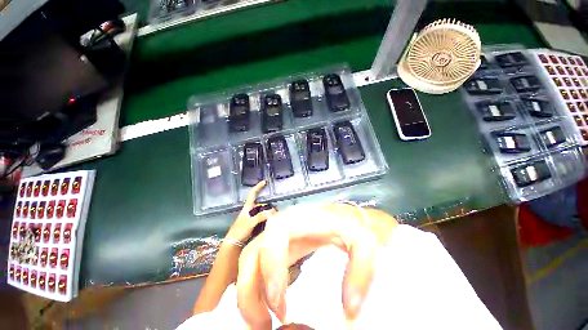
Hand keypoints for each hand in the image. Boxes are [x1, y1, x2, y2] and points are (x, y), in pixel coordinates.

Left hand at [225, 180, 275, 242]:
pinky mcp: (255, 222)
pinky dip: (268, 218)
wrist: (234, 242)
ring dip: (269, 212)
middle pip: (261, 204)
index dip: (258, 187)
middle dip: (269, 205)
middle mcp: (251, 210)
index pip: (253, 193)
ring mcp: (253, 216)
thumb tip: (272, 211)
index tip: (264, 182)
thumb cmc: (240, 230)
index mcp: (248, 207)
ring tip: (276, 215)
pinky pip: (263, 217)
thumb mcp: (250, 222)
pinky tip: (272, 221)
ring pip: (263, 211)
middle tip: (276, 209)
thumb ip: (261, 216)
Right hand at [236, 204, 383, 327]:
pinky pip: (257, 265)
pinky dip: (255, 288)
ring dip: (249, 293)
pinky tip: (269, 307)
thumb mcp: (363, 242)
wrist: (342, 216)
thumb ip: (360, 272)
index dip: (270, 272)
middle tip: (265, 326)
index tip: (280, 309)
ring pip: (248, 261)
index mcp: (298, 221)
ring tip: (264, 323)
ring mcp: (276, 235)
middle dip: (249, 290)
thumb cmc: (350, 225)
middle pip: (251, 253)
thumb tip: (349, 311)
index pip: (273, 240)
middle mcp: (280, 226)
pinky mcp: (277, 245)